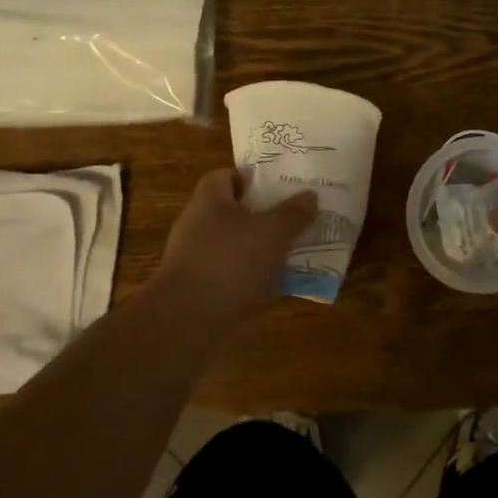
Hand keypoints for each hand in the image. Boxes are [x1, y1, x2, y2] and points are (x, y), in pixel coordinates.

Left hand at [148, 168, 317, 328]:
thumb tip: (309, 195)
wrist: (187, 320)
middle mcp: (197, 225)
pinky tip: (278, 288)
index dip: (251, 178)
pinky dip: (253, 279)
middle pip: (232, 212)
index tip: (278, 187)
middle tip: (294, 220)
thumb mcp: (271, 232)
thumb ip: (292, 213)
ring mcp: (195, 259)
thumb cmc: (229, 261)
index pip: (226, 176)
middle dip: (263, 216)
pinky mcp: (199, 290)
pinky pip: (232, 276)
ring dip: (260, 250)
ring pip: (235, 246)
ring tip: (294, 254)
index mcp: (209, 200)